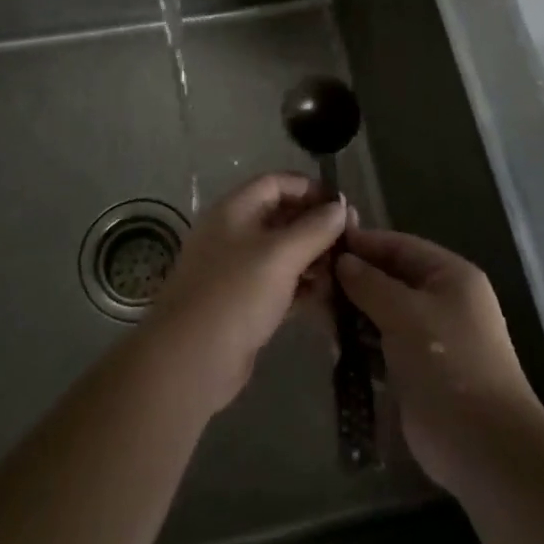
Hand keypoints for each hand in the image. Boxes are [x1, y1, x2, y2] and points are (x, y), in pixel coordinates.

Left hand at [145, 173, 347, 412]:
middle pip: (281, 217)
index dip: (310, 188)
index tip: (343, 205)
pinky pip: (280, 284)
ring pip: (282, 253)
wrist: (191, 360)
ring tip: (346, 270)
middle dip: (316, 225)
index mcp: (235, 211)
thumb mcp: (280, 255)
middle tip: (352, 240)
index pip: (276, 183)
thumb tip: (341, 207)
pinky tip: (331, 297)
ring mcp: (237, 270)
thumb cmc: (236, 294)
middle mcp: (234, 234)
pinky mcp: (244, 303)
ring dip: (314, 257)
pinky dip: (303, 286)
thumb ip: (314, 229)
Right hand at [336, 229, 543, 494]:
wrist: (483, 446)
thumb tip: (342, 260)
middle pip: (390, 278)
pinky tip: (333, 345)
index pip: (400, 245)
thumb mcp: (405, 313)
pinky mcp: (417, 369)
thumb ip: (370, 283)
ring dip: (353, 314)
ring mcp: (430, 337)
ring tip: (316, 312)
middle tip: (312, 282)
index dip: (363, 243)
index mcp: (450, 276)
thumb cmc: (448, 363)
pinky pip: (383, 344)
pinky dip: (361, 343)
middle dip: (354, 281)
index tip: (322, 243)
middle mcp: (442, 300)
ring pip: (383, 312)